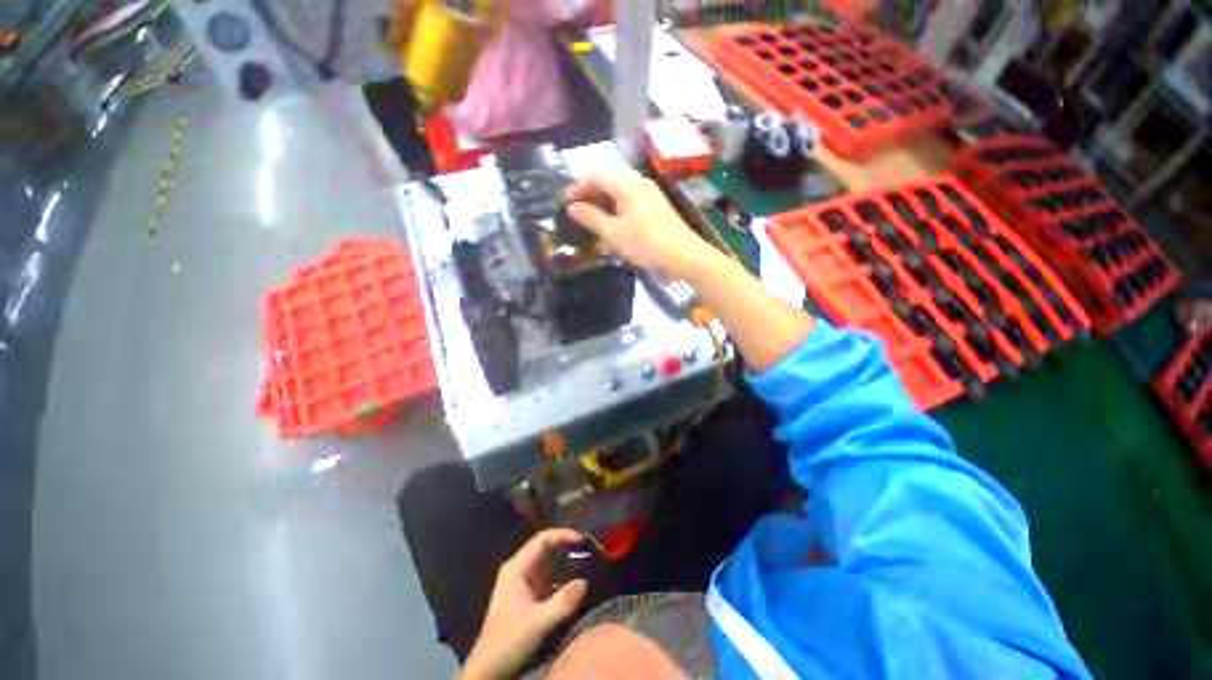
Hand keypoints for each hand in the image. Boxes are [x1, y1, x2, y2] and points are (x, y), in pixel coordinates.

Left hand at [462, 530, 589, 679]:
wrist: (488, 670)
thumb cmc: (508, 641)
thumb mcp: (538, 623)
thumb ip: (562, 602)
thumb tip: (585, 582)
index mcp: (517, 567)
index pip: (542, 539)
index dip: (562, 535)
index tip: (583, 539)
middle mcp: (520, 569)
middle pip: (546, 548)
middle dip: (567, 545)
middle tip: (590, 546)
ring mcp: (525, 582)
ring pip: (549, 562)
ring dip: (567, 559)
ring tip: (589, 558)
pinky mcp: (530, 596)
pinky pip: (550, 577)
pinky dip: (564, 575)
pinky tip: (578, 579)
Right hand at [566, 168, 714, 279]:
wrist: (683, 255)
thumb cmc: (646, 244)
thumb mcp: (613, 234)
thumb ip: (591, 218)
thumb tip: (572, 207)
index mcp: (627, 184)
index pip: (596, 174)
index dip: (578, 185)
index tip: (566, 202)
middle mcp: (639, 182)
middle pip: (608, 178)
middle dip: (590, 192)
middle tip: (578, 210)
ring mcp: (649, 192)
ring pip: (619, 188)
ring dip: (603, 200)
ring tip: (592, 217)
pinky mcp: (656, 204)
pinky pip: (630, 198)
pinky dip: (617, 205)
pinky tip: (613, 222)